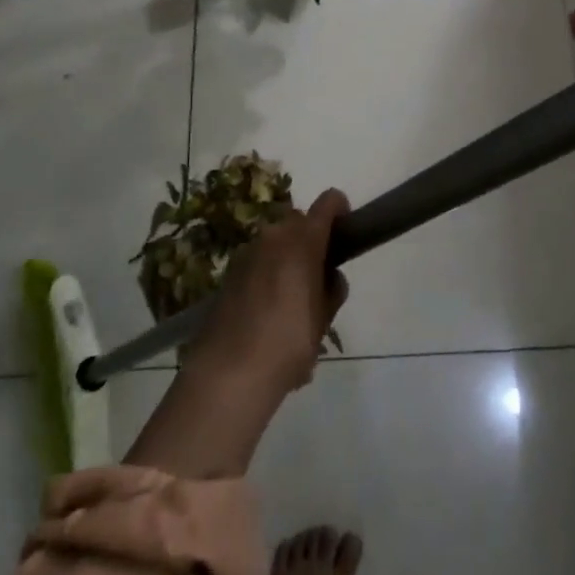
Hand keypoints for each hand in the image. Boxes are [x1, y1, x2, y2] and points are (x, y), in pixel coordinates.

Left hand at [185, 189, 350, 397]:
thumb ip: (331, 290)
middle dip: (311, 239)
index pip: (329, 203)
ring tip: (291, 299)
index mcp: (303, 241)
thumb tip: (329, 277)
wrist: (229, 371)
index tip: (346, 232)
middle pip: (299, 222)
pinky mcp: (229, 271)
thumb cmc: (288, 342)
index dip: (340, 210)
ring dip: (286, 257)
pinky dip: (266, 272)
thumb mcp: (324, 320)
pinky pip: (257, 260)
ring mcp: (247, 251)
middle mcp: (274, 235)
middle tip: (318, 275)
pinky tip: (266, 311)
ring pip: (275, 241)